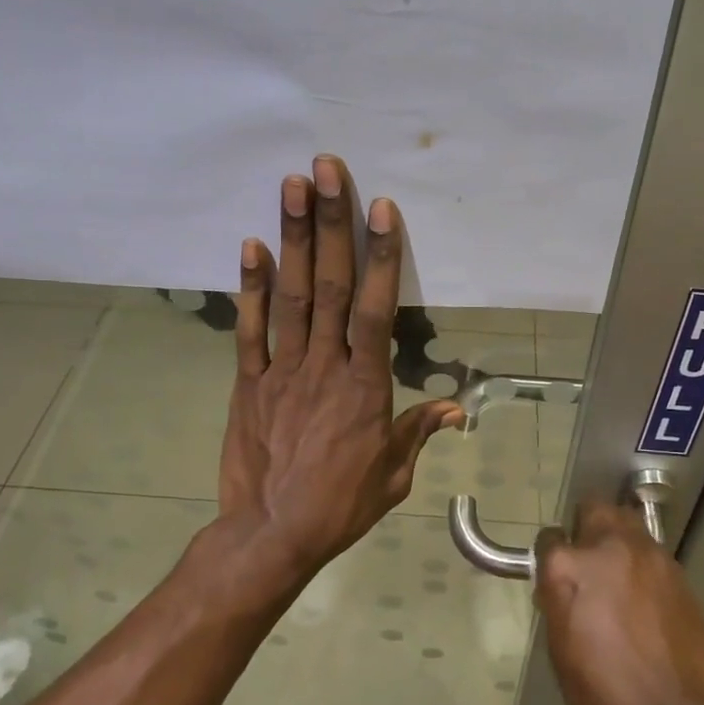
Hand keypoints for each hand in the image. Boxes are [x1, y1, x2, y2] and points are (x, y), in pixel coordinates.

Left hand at [218, 155, 461, 580]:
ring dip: (293, 239)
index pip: (374, 310)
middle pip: (330, 286)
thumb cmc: (341, 506)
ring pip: (291, 296)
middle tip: (325, 169)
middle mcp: (324, 366)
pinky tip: (251, 245)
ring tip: (291, 186)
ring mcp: (282, 371)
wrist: (271, 535)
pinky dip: (250, 288)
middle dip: (330, 224)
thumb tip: (455, 410)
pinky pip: (250, 330)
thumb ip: (419, 432)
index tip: (380, 209)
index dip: (378, 257)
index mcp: (366, 387)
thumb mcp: (394, 475)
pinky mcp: (248, 383)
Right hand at [534, 503, 703, 704]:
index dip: (550, 556)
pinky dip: (644, 567)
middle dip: (587, 527)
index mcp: (569, 567)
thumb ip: (557, 599)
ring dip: (619, 543)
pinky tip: (646, 601)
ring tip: (619, 580)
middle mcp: (609, 547)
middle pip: (595, 509)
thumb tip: (559, 583)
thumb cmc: (602, 693)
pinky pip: (653, 555)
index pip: (549, 538)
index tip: (554, 575)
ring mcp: (650, 557)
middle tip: (587, 562)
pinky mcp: (679, 574)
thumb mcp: (560, 647)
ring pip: (629, 525)